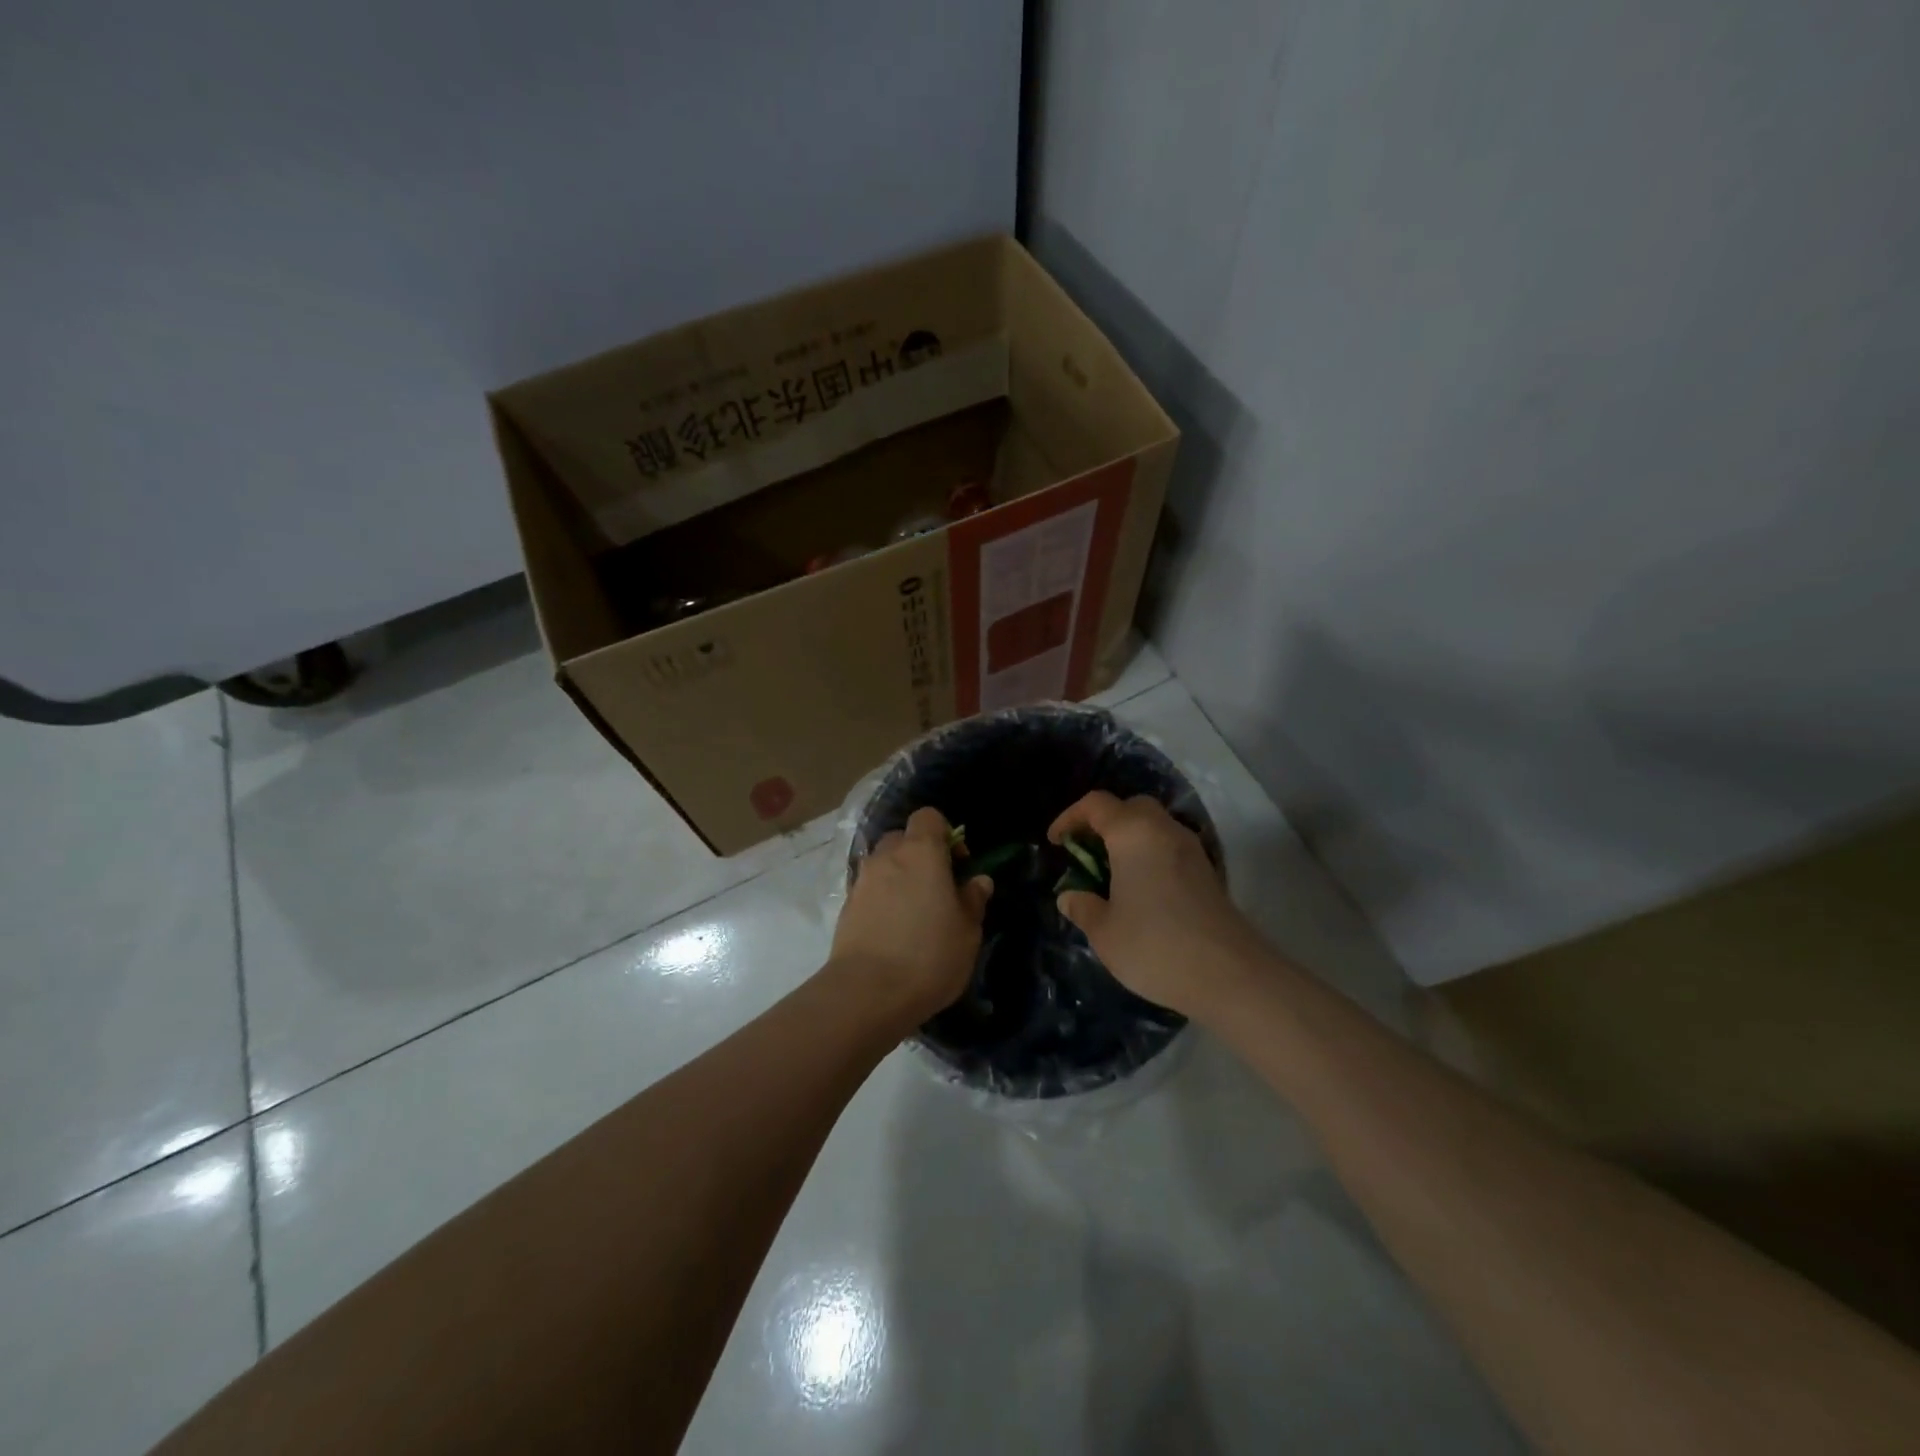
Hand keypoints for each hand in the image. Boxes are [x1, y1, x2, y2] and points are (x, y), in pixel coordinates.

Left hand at [832, 806, 992, 1026]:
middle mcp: (887, 857)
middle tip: (937, 887)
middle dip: (920, 853)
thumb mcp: (968, 931)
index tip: (958, 863)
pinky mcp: (846, 907)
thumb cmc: (929, 955)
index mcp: (921, 852)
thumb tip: (978, 881)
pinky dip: (882, 898)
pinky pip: (869, 889)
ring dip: (899, 876)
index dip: (945, 832)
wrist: (867, 992)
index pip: (928, 816)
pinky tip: (894, 930)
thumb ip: (973, 900)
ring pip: (883, 863)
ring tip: (915, 912)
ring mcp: (862, 881)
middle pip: (903, 838)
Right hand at [1049, 792, 1262, 1018]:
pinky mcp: (1207, 872)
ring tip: (1110, 873)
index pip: (1096, 804)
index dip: (1070, 818)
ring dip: (1129, 839)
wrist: (1230, 975)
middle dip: (1104, 822)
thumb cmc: (1155, 945)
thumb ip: (1082, 907)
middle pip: (1130, 807)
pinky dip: (1149, 855)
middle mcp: (1163, 830)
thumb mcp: (1104, 932)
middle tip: (1086, 851)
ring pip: (1154, 826)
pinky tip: (1140, 889)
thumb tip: (1069, 896)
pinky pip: (1169, 847)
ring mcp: (1191, 849)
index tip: (1056, 842)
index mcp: (1132, 833)